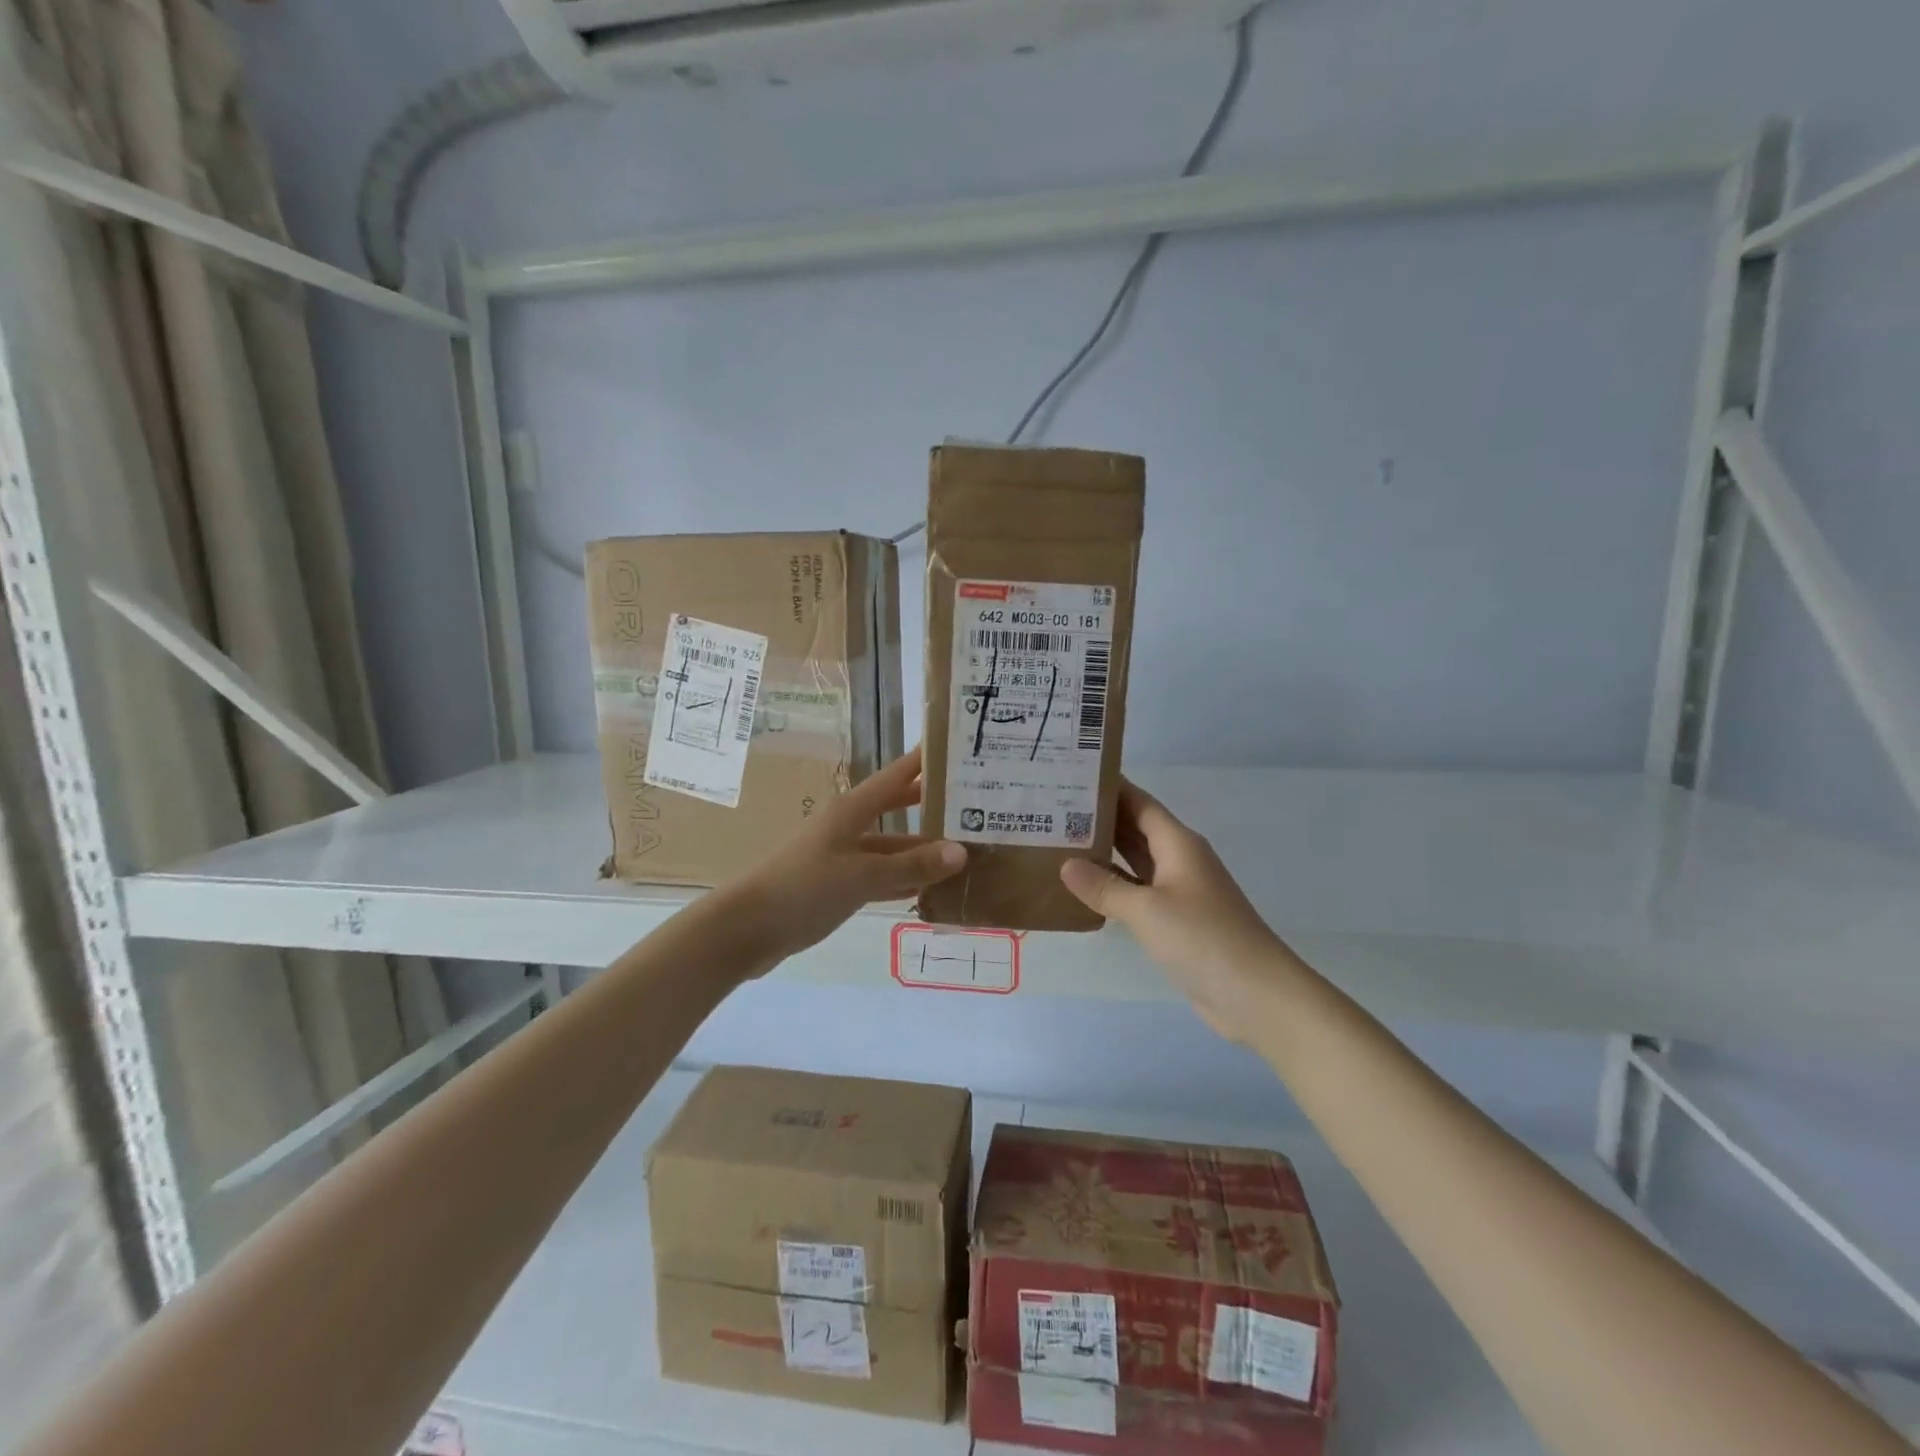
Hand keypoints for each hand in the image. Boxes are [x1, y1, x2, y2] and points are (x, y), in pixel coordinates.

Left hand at [729, 748, 966, 970]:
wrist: (748, 928)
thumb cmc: (804, 888)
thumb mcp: (862, 875)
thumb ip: (910, 865)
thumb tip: (962, 851)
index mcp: (852, 810)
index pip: (896, 776)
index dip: (924, 761)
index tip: (958, 748)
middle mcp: (849, 826)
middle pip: (897, 808)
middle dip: (931, 805)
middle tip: (974, 804)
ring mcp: (843, 857)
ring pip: (892, 847)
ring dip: (922, 850)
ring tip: (966, 851)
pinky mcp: (838, 886)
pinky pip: (881, 876)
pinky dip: (904, 880)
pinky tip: (932, 887)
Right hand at [1059, 779, 1296, 1043]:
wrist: (1256, 995)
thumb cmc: (1203, 939)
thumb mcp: (1147, 910)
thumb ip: (1104, 887)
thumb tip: (1066, 864)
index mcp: (1178, 844)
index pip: (1139, 803)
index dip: (1110, 788)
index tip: (1073, 775)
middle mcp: (1179, 860)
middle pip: (1135, 829)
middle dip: (1099, 818)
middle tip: (1052, 808)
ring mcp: (1179, 892)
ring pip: (1135, 862)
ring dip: (1103, 853)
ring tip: (1058, 842)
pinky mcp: (1177, 922)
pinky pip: (1138, 893)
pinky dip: (1113, 888)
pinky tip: (1084, 890)